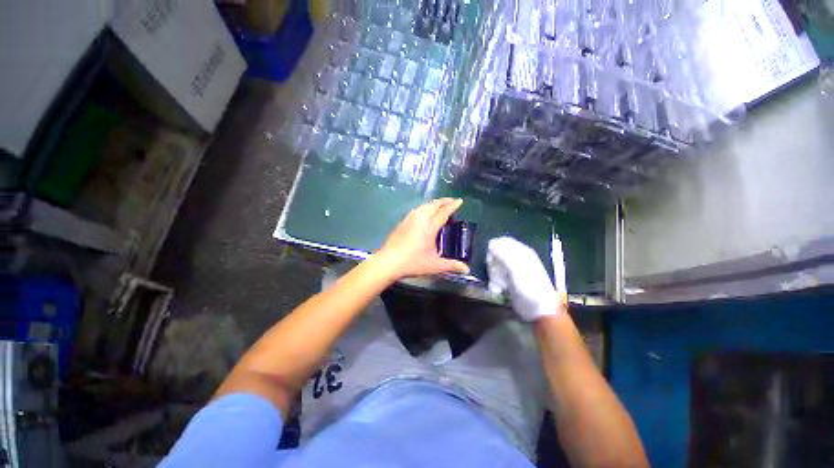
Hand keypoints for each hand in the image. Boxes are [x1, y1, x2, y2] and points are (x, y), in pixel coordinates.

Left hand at [375, 198, 469, 279]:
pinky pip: (417, 209)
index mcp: (430, 226)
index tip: (459, 201)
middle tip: (452, 201)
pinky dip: (425, 207)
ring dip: (434, 203)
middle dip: (444, 201)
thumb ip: (451, 265)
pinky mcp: (402, 222)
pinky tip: (424, 213)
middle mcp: (420, 218)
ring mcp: (410, 219)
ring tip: (439, 205)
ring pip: (424, 206)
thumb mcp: (435, 265)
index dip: (452, 206)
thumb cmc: (413, 262)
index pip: (444, 212)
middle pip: (433, 205)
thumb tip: (467, 270)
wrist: (389, 261)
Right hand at [486, 237, 565, 321]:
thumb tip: (491, 242)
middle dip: (493, 261)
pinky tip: (499, 287)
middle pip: (498, 252)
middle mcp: (518, 258)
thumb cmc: (529, 287)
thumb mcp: (516, 269)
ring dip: (493, 272)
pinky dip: (496, 280)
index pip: (504, 241)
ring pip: (496, 264)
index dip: (494, 247)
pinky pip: (498, 274)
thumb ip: (503, 255)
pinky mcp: (510, 279)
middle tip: (494, 272)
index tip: (490, 259)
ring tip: (498, 282)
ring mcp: (514, 269)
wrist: (538, 309)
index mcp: (523, 252)